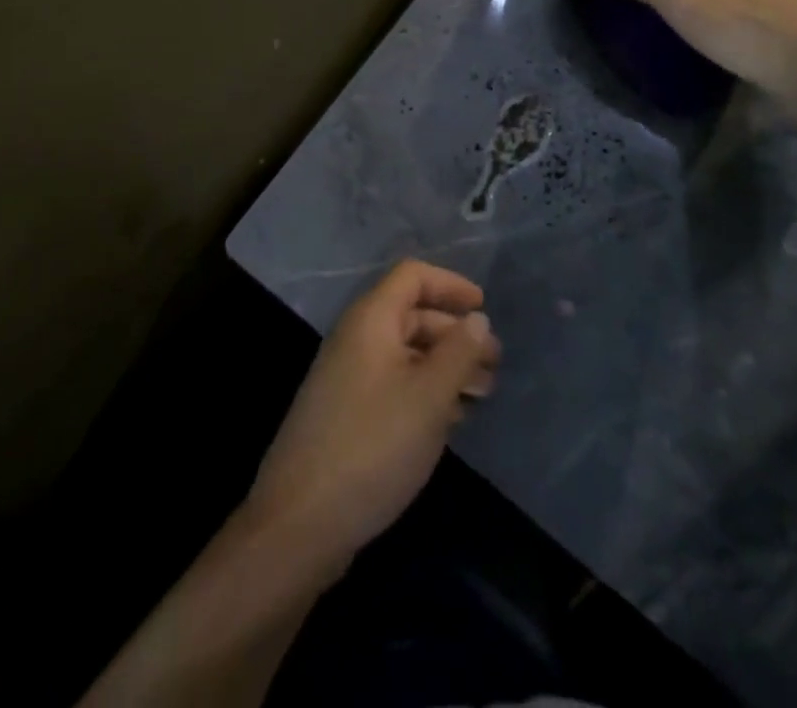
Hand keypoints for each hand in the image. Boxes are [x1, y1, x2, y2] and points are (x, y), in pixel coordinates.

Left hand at [240, 260, 499, 577]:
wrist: (302, 520)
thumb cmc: (374, 444)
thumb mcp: (429, 397)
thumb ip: (459, 352)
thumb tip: (477, 318)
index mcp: (371, 319)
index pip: (412, 276)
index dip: (450, 285)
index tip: (484, 308)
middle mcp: (356, 338)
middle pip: (412, 315)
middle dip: (456, 334)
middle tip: (494, 365)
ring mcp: (348, 376)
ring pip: (406, 353)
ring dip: (445, 366)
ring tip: (482, 395)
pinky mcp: (347, 413)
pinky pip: (394, 383)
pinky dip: (425, 391)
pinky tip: (451, 420)